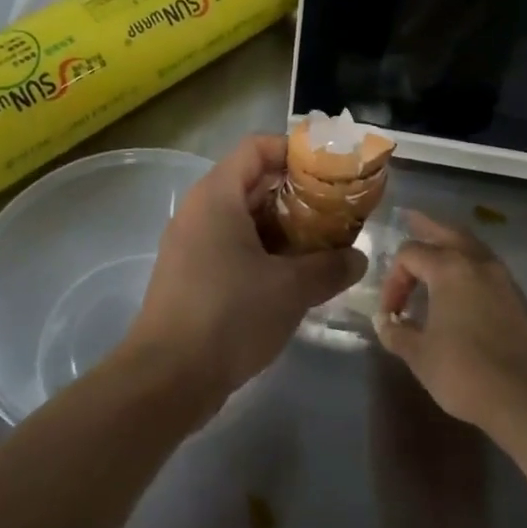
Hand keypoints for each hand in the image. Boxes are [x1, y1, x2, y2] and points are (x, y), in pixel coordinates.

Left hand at [121, 135, 366, 417]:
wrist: (167, 379)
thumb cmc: (229, 316)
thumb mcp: (290, 289)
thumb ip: (330, 267)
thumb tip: (359, 259)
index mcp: (217, 196)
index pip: (256, 148)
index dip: (294, 151)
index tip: (330, 171)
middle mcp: (200, 211)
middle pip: (252, 182)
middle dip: (297, 194)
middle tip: (337, 210)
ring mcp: (191, 244)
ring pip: (244, 218)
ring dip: (284, 227)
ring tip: (324, 244)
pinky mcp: (191, 275)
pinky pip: (232, 246)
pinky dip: (264, 251)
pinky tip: (294, 276)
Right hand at [374, 212, 526, 433]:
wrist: (524, 398)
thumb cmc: (463, 372)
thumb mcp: (419, 355)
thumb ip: (397, 333)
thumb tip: (385, 322)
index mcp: (449, 268)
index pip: (410, 254)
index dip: (393, 279)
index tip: (391, 313)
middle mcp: (477, 263)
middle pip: (447, 232)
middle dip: (426, 227)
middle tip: (410, 218)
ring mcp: (503, 279)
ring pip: (472, 246)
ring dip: (452, 244)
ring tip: (437, 249)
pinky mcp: (518, 299)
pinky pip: (488, 267)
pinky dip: (470, 264)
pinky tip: (463, 284)